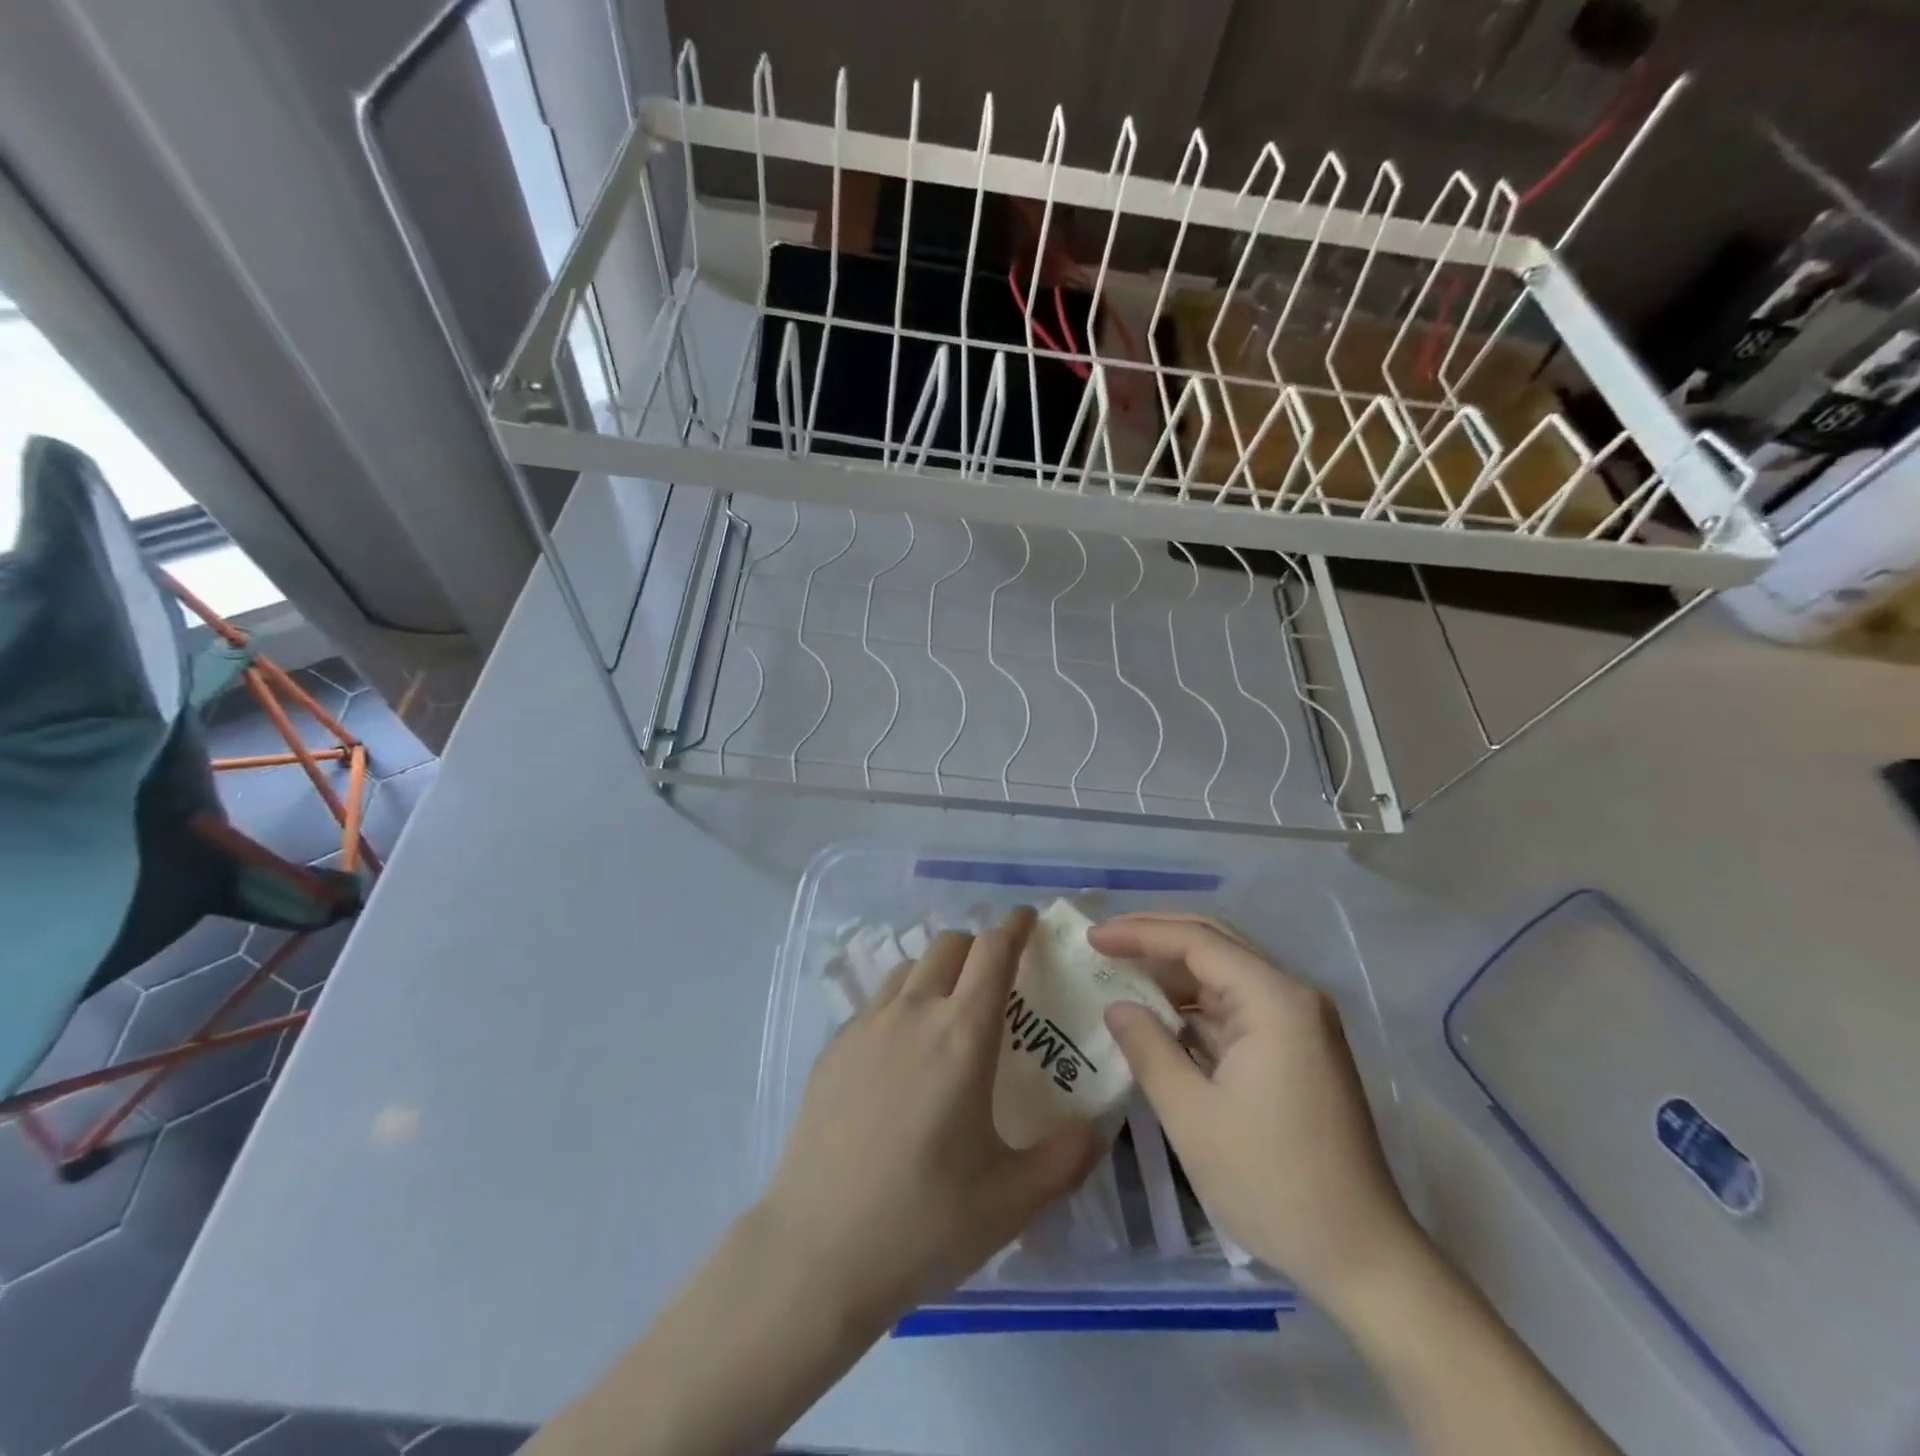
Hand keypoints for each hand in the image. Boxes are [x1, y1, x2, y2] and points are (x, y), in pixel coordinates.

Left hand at [761, 906, 1100, 1327]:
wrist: (817, 1250)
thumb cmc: (923, 1221)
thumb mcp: (1012, 1200)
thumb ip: (1066, 1157)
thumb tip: (1095, 1127)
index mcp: (962, 1034)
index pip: (993, 951)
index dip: (1014, 926)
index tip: (1027, 919)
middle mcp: (913, 1012)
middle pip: (949, 945)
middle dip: (978, 945)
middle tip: (996, 977)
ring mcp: (866, 1026)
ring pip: (909, 967)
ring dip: (937, 970)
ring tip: (948, 1010)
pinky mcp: (833, 1049)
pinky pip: (876, 1002)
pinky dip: (901, 1002)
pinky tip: (902, 1052)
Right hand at [1090, 913, 1421, 1313]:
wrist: (1362, 1257)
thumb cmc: (1272, 1182)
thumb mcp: (1191, 1115)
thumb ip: (1148, 1048)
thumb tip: (1117, 1006)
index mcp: (1274, 1001)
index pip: (1197, 941)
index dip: (1140, 933)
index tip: (1093, 938)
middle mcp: (1292, 997)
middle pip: (1215, 944)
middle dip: (1156, 938)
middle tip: (1104, 943)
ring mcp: (1299, 1024)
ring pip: (1225, 975)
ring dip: (1174, 972)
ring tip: (1121, 974)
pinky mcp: (1297, 1050)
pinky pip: (1237, 1008)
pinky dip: (1194, 1006)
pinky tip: (1159, 1015)